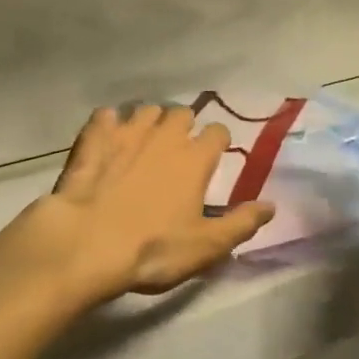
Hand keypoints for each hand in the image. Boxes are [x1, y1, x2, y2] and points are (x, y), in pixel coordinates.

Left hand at [0, 105, 274, 308]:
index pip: (218, 131)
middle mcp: (165, 135)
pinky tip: (106, 138)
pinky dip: (109, 123)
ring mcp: (127, 132)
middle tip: (177, 150)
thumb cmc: (153, 248)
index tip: (213, 157)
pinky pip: (106, 116)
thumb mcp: (206, 246)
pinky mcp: (94, 137)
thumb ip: (241, 223)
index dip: (217, 142)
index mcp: (195, 158)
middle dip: (183, 126)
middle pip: (182, 113)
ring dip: (149, 122)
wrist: (87, 243)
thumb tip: (271, 206)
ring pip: (146, 110)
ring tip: (143, 142)